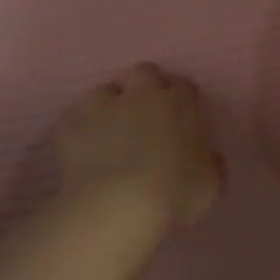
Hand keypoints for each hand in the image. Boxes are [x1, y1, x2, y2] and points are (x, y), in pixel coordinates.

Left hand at [55, 63, 223, 227]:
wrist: (117, 207)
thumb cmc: (174, 194)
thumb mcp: (210, 185)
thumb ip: (210, 163)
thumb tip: (208, 156)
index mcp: (179, 104)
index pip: (184, 86)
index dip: (183, 99)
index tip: (182, 118)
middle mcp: (141, 95)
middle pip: (144, 72)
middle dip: (146, 88)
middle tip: (147, 117)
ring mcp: (102, 107)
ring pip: (104, 92)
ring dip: (109, 106)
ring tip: (110, 134)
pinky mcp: (69, 125)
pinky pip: (74, 120)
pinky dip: (80, 131)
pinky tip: (84, 151)